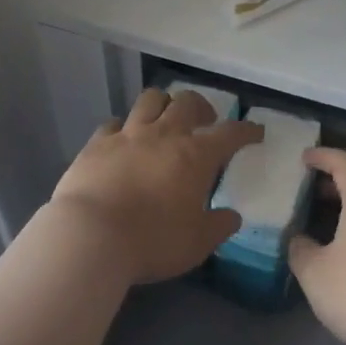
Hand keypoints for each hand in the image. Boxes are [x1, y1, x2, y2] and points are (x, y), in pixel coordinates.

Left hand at [46, 88, 261, 285]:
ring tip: (166, 118)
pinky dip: (124, 127)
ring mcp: (128, 135)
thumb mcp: (196, 244)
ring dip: (164, 104)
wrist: (90, 236)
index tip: (256, 132)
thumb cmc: (152, 241)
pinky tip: (124, 139)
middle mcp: (164, 135)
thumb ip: (218, 227)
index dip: (246, 130)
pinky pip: (114, 122)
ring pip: (151, 100)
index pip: (230, 133)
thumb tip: (232, 217)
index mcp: (195, 156)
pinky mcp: (97, 143)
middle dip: (202, 107)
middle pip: (187, 102)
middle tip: (205, 122)